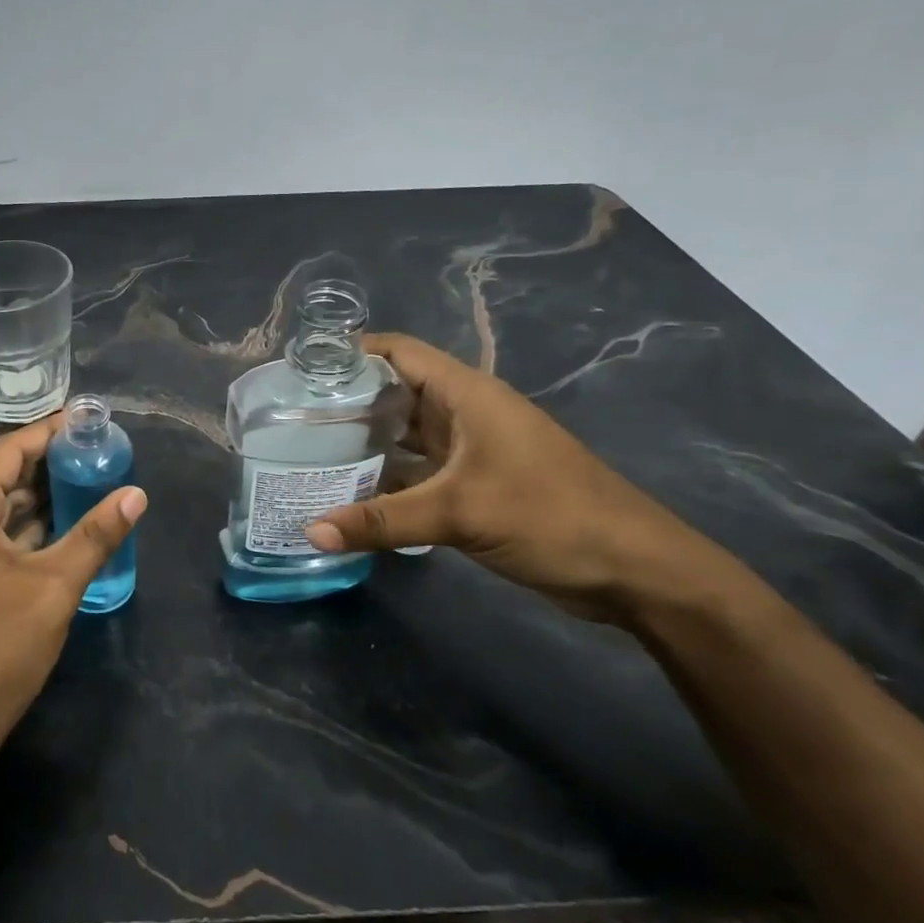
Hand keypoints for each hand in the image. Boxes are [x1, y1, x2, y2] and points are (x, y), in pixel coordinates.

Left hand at [0, 415, 144, 784]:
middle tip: (94, 455)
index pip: (6, 452)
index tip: (86, 421)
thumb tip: (136, 494)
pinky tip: (55, 532)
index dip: (48, 433)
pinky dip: (16, 531)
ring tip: (83, 486)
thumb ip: (96, 534)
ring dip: (32, 501)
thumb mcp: (55, 586)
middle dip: (44, 467)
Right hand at [306, 333, 740, 623]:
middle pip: (396, 393)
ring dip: (365, 446)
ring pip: (406, 436)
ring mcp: (472, 451)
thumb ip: (381, 521)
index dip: (352, 353)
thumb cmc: (549, 516)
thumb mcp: (459, 513)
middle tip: (291, 422)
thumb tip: (309, 531)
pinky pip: (419, 472)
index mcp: (466, 394)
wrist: (633, 570)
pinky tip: (352, 498)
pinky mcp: (476, 485)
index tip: (302, 371)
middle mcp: (465, 414)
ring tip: (309, 457)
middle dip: (347, 404)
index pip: (399, 352)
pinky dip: (388, 480)